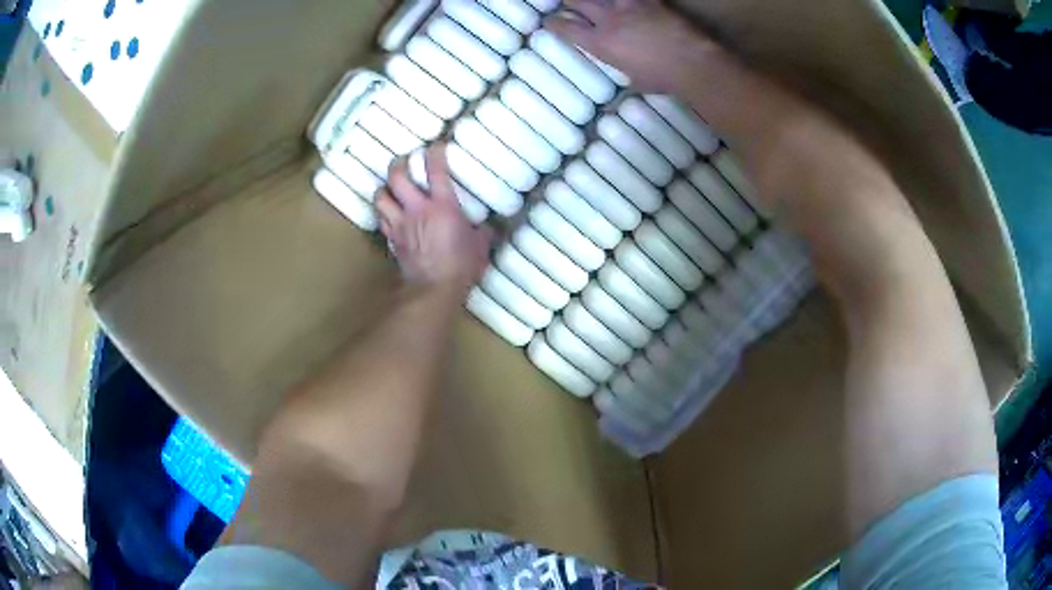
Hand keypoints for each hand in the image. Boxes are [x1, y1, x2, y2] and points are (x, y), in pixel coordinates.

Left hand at [376, 144, 492, 290]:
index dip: (435, 152)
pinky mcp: (392, 239)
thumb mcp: (480, 246)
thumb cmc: (461, 266)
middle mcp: (416, 209)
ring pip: (381, 196)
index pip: (436, 169)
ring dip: (384, 188)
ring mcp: (400, 224)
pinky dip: (384, 212)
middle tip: (405, 161)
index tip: (436, 146)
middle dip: (399, 163)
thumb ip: (483, 231)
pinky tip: (390, 213)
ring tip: (391, 187)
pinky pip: (382, 219)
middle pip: (397, 176)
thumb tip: (489, 226)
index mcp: (442, 205)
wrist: (433, 290)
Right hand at [545, 0, 715, 94]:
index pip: (566, 29)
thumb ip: (625, 69)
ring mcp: (629, 6)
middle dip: (570, 2)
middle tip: (568, 3)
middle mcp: (609, 20)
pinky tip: (630, 2)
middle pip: (578, 1)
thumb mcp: (636, 81)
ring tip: (596, 2)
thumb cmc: (664, 79)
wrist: (693, 63)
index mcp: (600, 43)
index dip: (554, 24)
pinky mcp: (650, 0)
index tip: (549, 21)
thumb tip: (625, 75)